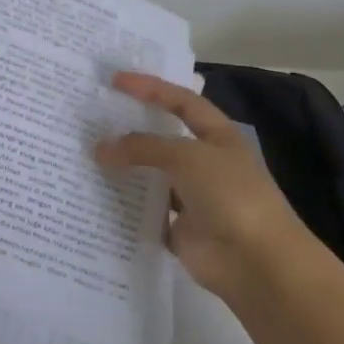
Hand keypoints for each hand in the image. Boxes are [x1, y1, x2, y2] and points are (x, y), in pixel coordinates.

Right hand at [95, 71, 311, 298]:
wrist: (257, 262)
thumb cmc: (229, 194)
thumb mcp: (186, 157)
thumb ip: (141, 147)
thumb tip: (100, 148)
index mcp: (218, 137)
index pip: (182, 102)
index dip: (151, 88)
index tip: (115, 81)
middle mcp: (206, 164)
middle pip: (163, 139)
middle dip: (131, 129)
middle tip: (93, 119)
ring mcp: (193, 198)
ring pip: (152, 177)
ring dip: (125, 169)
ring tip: (86, 156)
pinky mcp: (181, 230)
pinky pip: (147, 213)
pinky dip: (127, 208)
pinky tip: (96, 197)